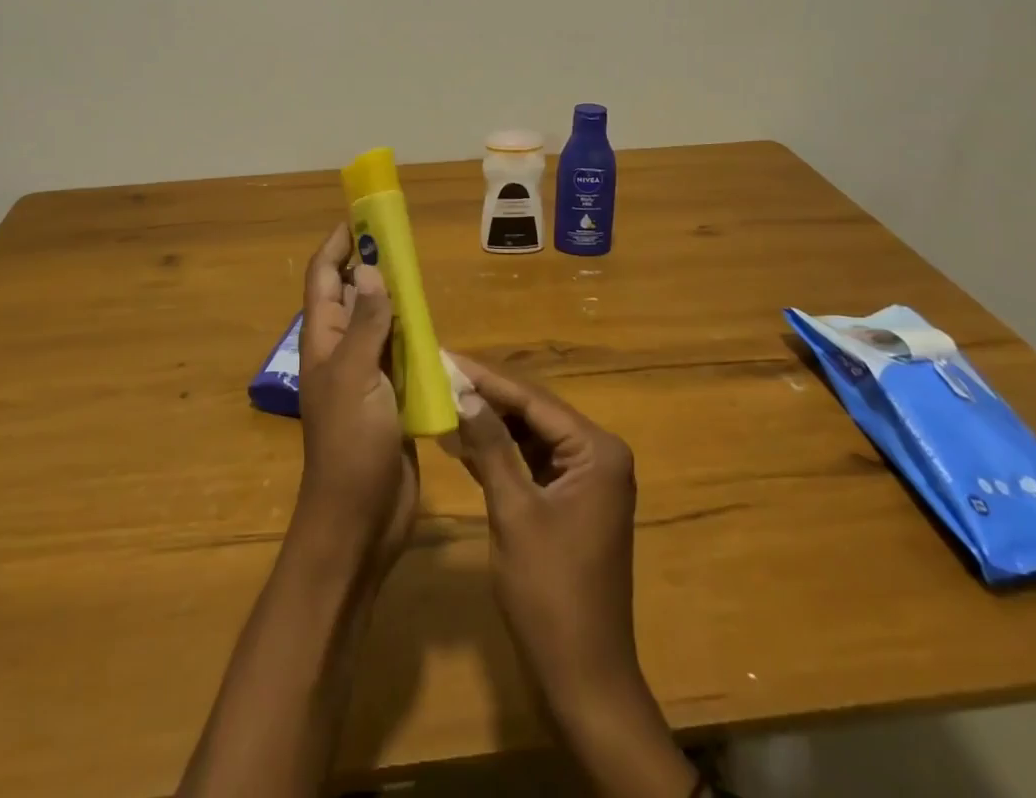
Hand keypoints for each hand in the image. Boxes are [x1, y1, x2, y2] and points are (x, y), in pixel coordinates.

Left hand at [292, 224, 418, 575]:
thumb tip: (369, 269)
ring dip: (396, 298)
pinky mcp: (392, 397)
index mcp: (323, 341)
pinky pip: (403, 355)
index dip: (338, 244)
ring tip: (420, 273)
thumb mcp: (356, 377)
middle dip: (371, 264)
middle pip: (353, 295)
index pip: (325, 278)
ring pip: (381, 323)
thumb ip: (365, 323)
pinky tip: (435, 325)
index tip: (362, 215)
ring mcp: (367, 376)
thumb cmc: (350, 445)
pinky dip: (416, 335)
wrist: (361, 519)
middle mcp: (342, 351)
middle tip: (401, 239)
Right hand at [449, 354, 643, 716]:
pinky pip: (531, 463)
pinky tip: (461, 440)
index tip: (445, 356)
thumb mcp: (514, 512)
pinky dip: (499, 454)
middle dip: (486, 397)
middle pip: (533, 413)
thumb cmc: (550, 593)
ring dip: (490, 424)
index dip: (486, 378)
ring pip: (529, 436)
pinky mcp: (570, 502)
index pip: (533, 400)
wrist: (583, 679)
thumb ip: (491, 446)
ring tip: (442, 398)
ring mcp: (585, 480)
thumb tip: (464, 392)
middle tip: (438, 374)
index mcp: (596, 451)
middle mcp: (597, 455)